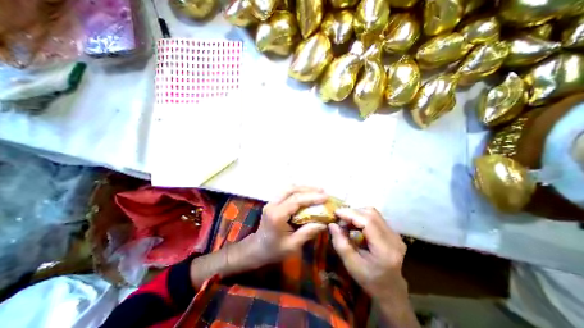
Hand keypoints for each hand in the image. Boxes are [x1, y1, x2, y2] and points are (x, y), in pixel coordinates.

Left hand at [247, 185, 327, 264]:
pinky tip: (306, 194)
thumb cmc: (274, 250)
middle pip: (291, 190)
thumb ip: (308, 232)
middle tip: (322, 191)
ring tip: (317, 191)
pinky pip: (286, 192)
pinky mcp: (273, 202)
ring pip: (288, 188)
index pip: (296, 200)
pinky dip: (298, 191)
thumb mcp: (292, 246)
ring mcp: (271, 202)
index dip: (312, 197)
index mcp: (277, 215)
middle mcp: (273, 205)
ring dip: (303, 188)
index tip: (325, 197)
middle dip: (308, 189)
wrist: (257, 249)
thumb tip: (324, 223)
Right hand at [330, 208, 406, 302]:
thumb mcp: (351, 265)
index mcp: (385, 249)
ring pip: (373, 213)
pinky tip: (355, 225)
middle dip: (352, 212)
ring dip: (357, 213)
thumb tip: (331, 224)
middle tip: (340, 219)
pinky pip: (375, 217)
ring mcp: (395, 234)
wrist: (390, 291)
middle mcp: (394, 238)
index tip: (336, 213)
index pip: (368, 221)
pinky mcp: (393, 232)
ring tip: (346, 222)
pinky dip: (362, 217)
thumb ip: (340, 244)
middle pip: (371, 213)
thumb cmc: (369, 280)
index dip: (350, 214)